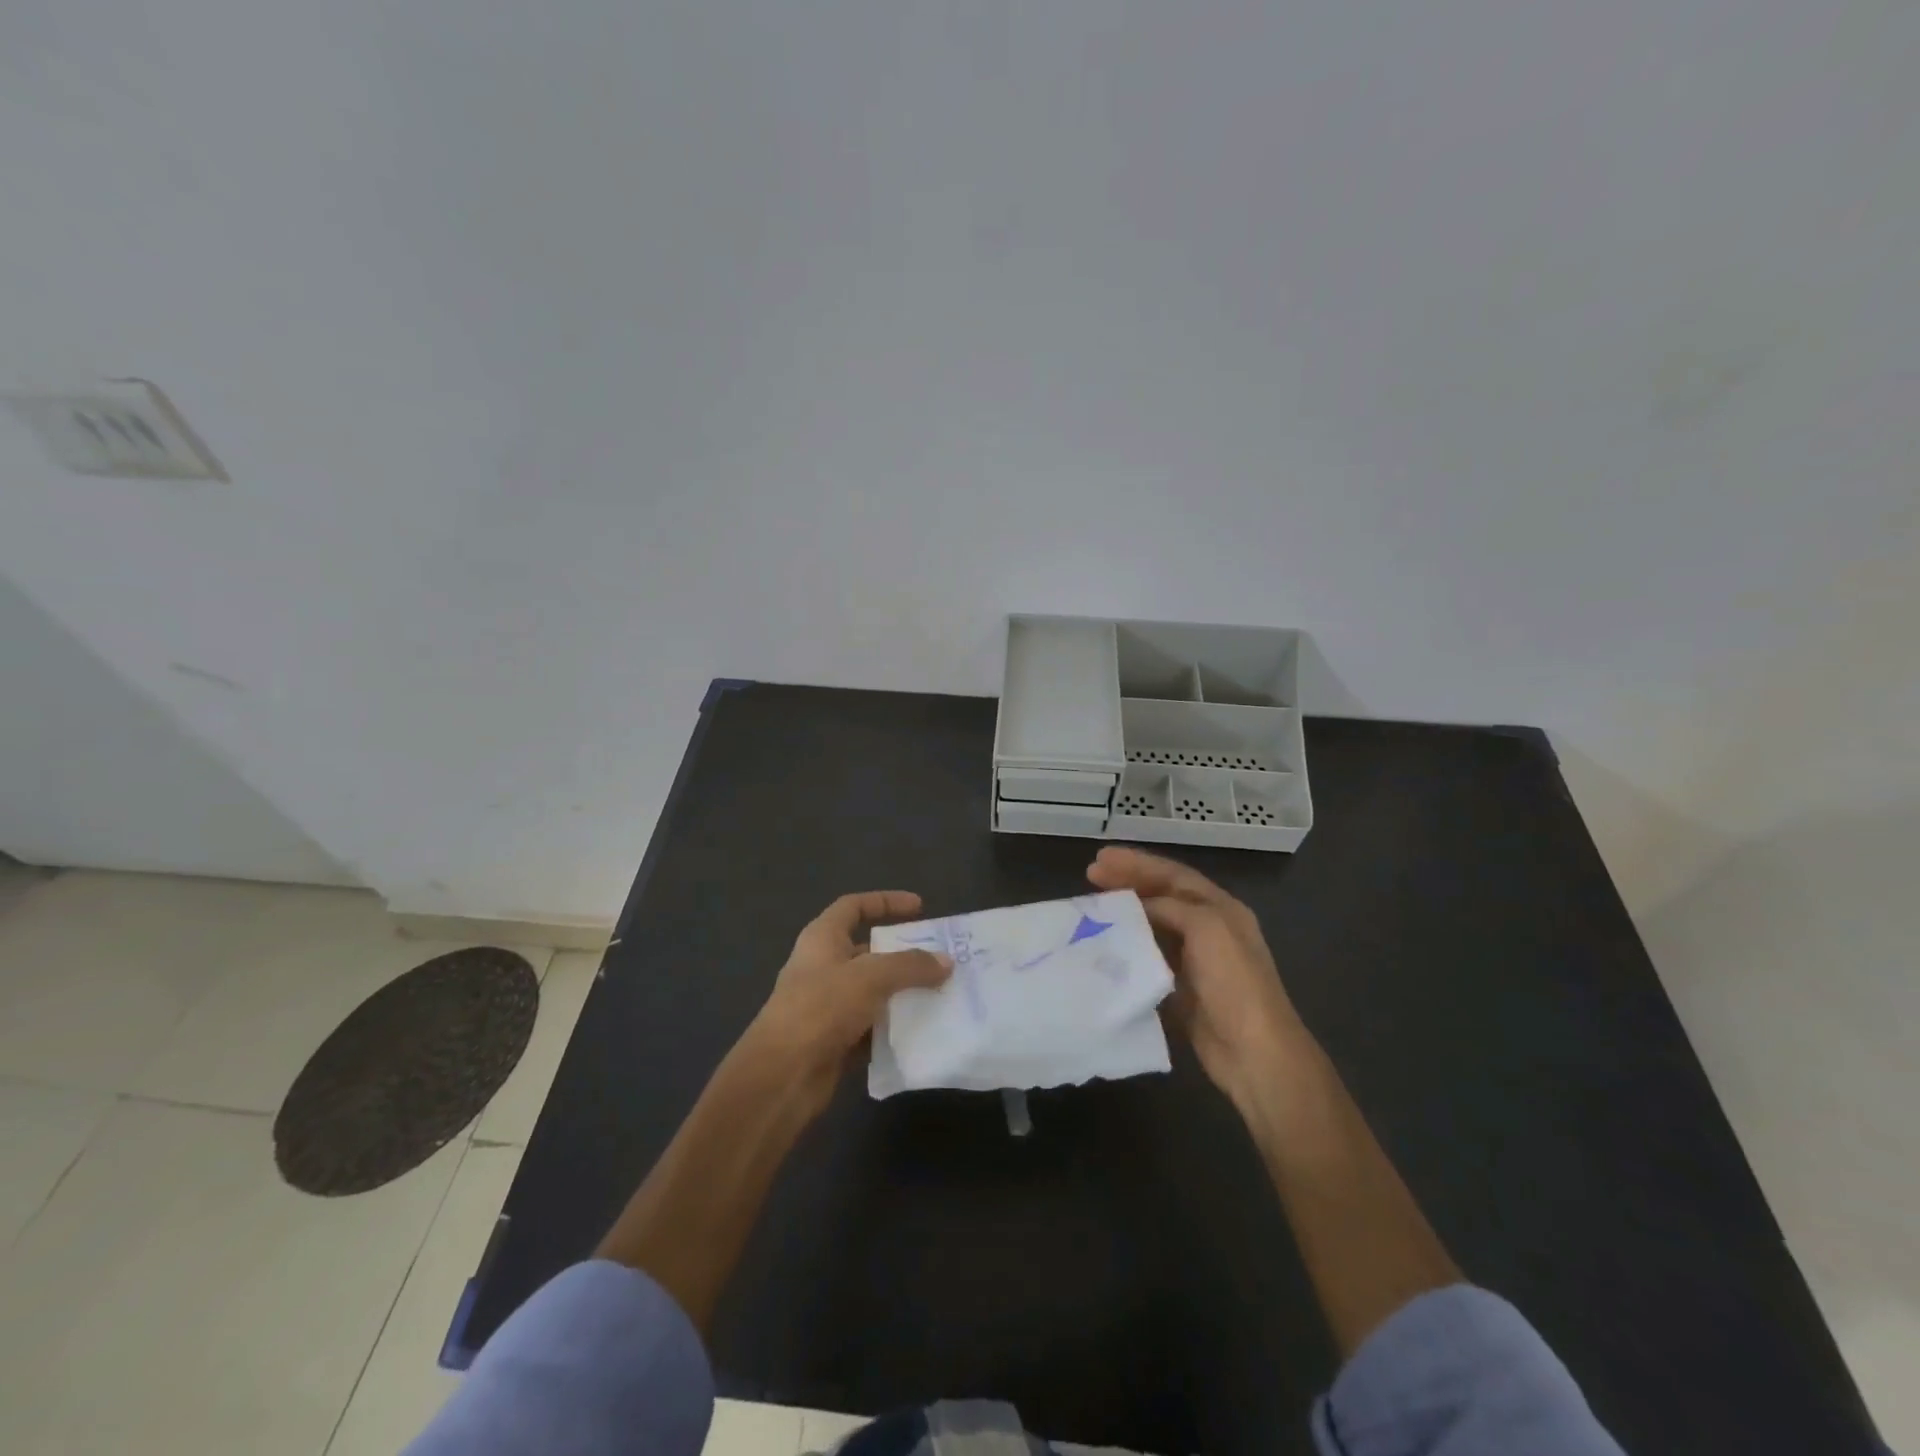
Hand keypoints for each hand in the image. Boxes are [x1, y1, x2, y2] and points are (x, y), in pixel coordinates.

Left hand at [742, 890, 951, 1119]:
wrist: (781, 1077)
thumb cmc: (821, 1008)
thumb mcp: (870, 977)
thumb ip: (910, 965)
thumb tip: (946, 961)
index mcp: (822, 939)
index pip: (854, 906)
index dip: (886, 901)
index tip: (921, 907)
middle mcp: (824, 967)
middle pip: (869, 951)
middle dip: (904, 954)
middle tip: (941, 959)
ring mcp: (828, 1006)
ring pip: (874, 992)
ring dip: (904, 993)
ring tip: (943, 994)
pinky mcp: (835, 1041)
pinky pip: (873, 1028)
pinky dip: (895, 1028)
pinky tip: (924, 1031)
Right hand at [1087, 846, 1310, 1115]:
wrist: (1254, 1053)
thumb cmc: (1234, 983)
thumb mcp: (1206, 928)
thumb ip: (1171, 907)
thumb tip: (1137, 907)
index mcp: (1221, 909)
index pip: (1174, 875)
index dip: (1138, 863)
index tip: (1102, 857)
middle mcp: (1209, 929)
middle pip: (1162, 897)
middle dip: (1128, 883)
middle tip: (1090, 876)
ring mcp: (1195, 961)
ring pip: (1153, 927)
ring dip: (1125, 915)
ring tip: (1092, 908)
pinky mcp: (1182, 990)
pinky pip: (1149, 960)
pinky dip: (1128, 950)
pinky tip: (1105, 948)